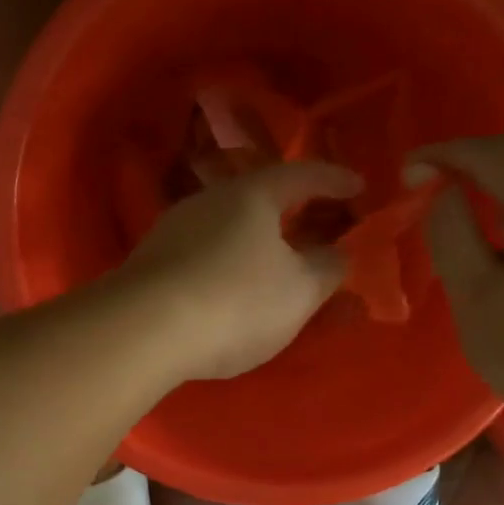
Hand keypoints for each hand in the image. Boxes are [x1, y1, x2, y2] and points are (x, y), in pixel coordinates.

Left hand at [120, 160, 362, 380]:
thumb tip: (336, 253)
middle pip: (262, 198)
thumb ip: (328, 268)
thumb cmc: (237, 301)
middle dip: (296, 212)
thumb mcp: (300, 291)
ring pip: (230, 227)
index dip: (336, 181)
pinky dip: (231, 262)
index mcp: (253, 194)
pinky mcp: (152, 262)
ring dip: (260, 240)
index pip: (304, 174)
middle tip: (323, 228)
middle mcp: (210, 200)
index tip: (360, 187)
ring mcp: (175, 229)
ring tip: (280, 263)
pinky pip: (206, 253)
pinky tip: (234, 286)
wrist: (144, 330)